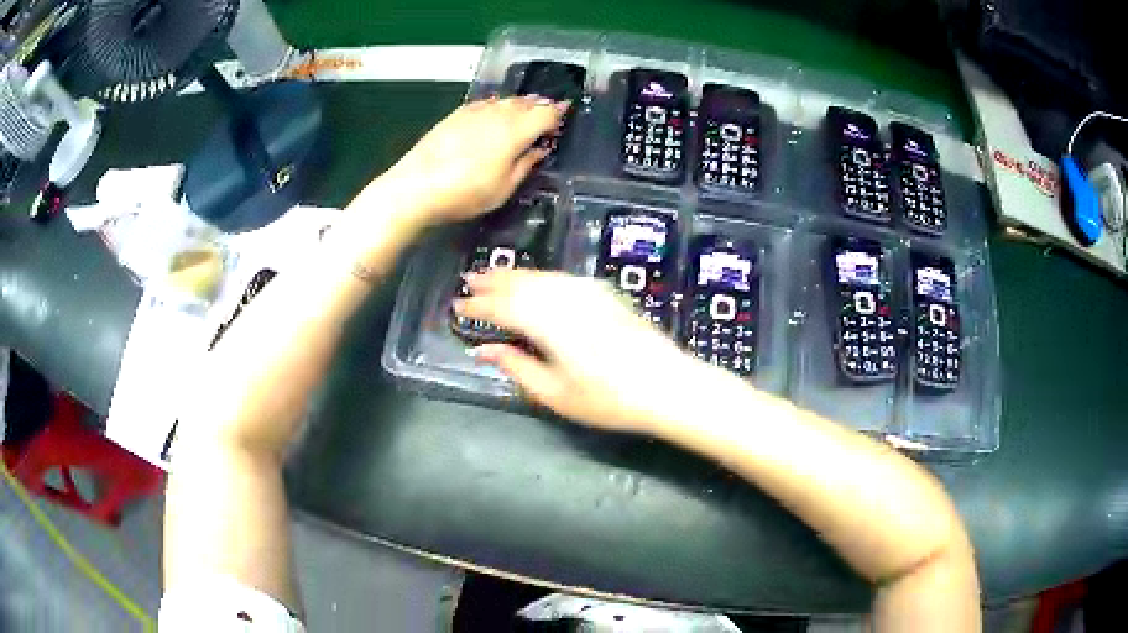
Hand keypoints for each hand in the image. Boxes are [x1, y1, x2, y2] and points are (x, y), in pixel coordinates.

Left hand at [370, 96, 568, 227]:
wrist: (416, 186)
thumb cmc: (465, 193)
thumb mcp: (503, 188)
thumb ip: (525, 165)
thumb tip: (539, 150)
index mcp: (516, 131)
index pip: (546, 113)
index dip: (558, 113)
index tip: (566, 114)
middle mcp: (498, 114)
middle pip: (526, 103)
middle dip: (540, 105)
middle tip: (549, 111)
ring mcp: (475, 112)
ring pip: (506, 101)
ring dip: (520, 104)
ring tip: (527, 109)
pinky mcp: (456, 115)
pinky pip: (486, 103)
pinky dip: (497, 105)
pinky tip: (495, 111)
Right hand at [453, 269, 706, 433]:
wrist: (666, 384)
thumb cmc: (608, 398)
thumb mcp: (554, 393)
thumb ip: (515, 367)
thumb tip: (483, 350)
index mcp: (546, 322)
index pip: (501, 307)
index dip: (477, 306)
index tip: (457, 307)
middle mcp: (563, 297)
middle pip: (519, 283)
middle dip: (492, 281)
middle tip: (469, 281)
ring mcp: (586, 291)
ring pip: (540, 275)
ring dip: (514, 275)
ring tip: (493, 276)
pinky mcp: (603, 292)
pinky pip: (560, 277)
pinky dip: (540, 276)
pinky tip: (536, 282)